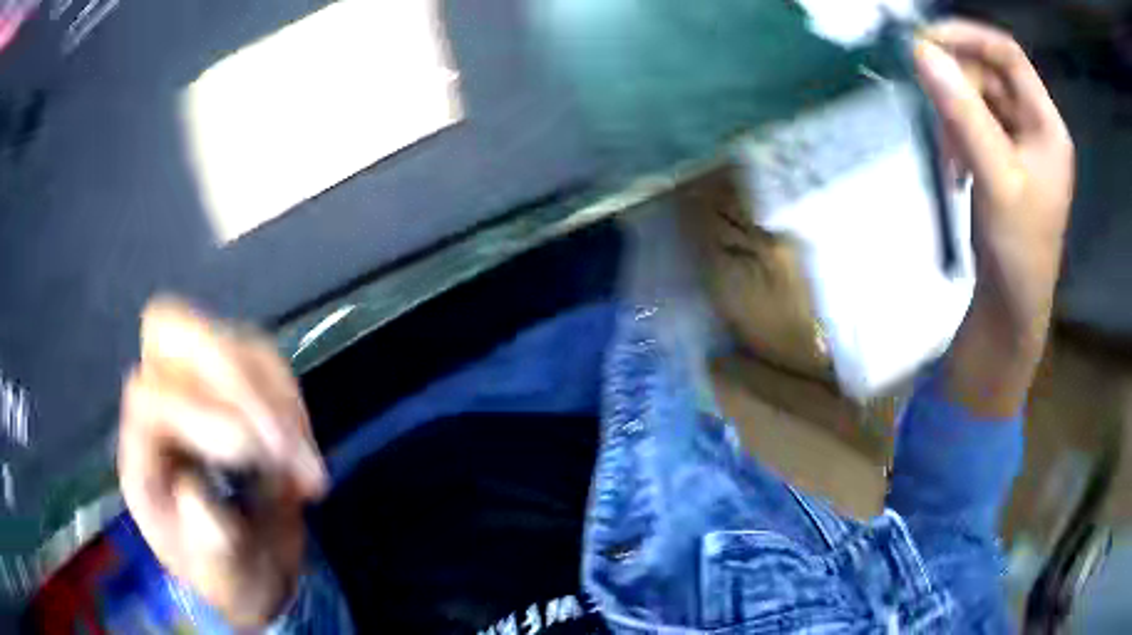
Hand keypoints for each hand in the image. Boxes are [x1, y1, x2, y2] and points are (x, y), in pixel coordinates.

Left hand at [118, 297, 328, 627]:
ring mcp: (196, 384)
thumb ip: (211, 547)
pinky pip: (266, 360)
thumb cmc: (226, 573)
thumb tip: (200, 495)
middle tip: (280, 437)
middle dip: (231, 375)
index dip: (197, 413)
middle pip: (170, 329)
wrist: (247, 563)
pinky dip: (292, 399)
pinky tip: (303, 449)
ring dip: (276, 396)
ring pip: (229, 339)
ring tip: (304, 464)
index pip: (149, 398)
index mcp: (141, 454)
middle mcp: (158, 402)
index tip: (254, 453)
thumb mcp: (220, 579)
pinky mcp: (236, 381)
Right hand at [914, 20, 1074, 415]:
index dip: (968, 37)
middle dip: (957, 90)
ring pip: (976, 99)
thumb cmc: (1017, 249)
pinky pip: (971, 124)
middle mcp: (1034, 125)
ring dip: (952, 119)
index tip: (925, 42)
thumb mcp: (994, 177)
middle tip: (936, 119)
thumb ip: (962, 113)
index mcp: (1046, 124)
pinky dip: (955, 137)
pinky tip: (954, 168)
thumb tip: (921, 52)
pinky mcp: (1002, 158)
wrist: (1011, 306)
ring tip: (950, 161)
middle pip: (989, 75)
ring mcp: (1019, 142)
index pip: (1008, 54)